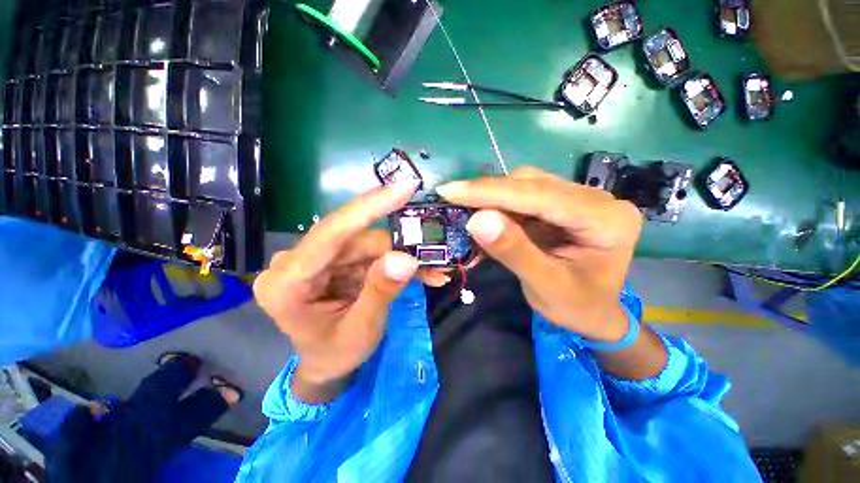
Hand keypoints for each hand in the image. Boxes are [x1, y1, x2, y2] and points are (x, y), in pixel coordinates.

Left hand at [254, 181, 424, 401]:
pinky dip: (397, 261)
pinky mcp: (336, 260)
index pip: (330, 233)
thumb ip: (380, 292)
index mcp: (286, 283)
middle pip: (358, 240)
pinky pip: (371, 252)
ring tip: (434, 270)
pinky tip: (421, 272)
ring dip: (403, 255)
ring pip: (370, 244)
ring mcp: (318, 259)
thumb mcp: (360, 330)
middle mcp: (297, 262)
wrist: (326, 364)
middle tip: (436, 254)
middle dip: (400, 246)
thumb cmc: (335, 354)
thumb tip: (406, 258)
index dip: (369, 207)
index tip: (404, 189)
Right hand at [437, 167, 642, 342]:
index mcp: (605, 219)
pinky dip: (499, 207)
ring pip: (526, 185)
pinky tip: (485, 219)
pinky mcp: (562, 204)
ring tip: (467, 214)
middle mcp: (596, 199)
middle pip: (533, 184)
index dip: (491, 192)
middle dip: (488, 194)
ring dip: (492, 199)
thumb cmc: (577, 307)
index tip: (450, 191)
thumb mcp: (545, 286)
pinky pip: (524, 197)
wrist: (595, 314)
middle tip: (452, 202)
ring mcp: (579, 199)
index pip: (540, 195)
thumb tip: (477, 219)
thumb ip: (514, 252)